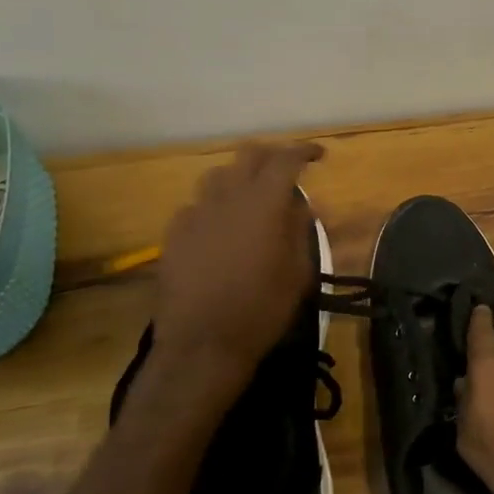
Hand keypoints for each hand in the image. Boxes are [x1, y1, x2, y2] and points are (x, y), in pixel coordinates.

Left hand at [150, 142, 324, 378]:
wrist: (202, 342)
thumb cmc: (262, 308)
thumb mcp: (298, 272)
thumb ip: (300, 229)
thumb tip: (301, 205)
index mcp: (263, 203)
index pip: (286, 159)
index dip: (304, 151)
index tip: (319, 155)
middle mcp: (227, 197)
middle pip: (248, 154)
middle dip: (271, 155)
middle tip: (286, 171)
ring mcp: (196, 212)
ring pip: (218, 175)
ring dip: (240, 178)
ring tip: (252, 198)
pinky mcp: (174, 233)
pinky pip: (198, 205)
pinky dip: (216, 207)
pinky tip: (221, 229)